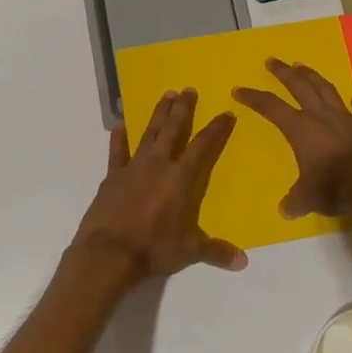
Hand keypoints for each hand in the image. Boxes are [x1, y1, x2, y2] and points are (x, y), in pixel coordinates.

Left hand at [68, 88, 245, 293]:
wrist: (108, 253)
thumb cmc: (152, 248)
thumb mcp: (188, 251)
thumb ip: (215, 252)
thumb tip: (243, 262)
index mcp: (180, 178)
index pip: (202, 146)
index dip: (216, 129)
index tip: (226, 113)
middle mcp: (158, 165)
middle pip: (173, 130)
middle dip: (183, 109)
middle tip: (188, 89)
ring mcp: (132, 168)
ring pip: (149, 133)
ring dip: (158, 114)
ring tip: (166, 96)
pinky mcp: (112, 176)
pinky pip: (117, 151)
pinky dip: (119, 138)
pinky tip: (119, 125)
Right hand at [233, 59, 351, 219]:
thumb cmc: (335, 186)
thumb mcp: (308, 198)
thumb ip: (295, 201)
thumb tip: (286, 210)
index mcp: (300, 129)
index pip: (271, 107)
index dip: (254, 98)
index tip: (239, 90)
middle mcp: (321, 116)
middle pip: (299, 86)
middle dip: (283, 73)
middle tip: (272, 61)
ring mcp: (346, 118)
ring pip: (327, 90)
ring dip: (313, 77)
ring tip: (303, 66)